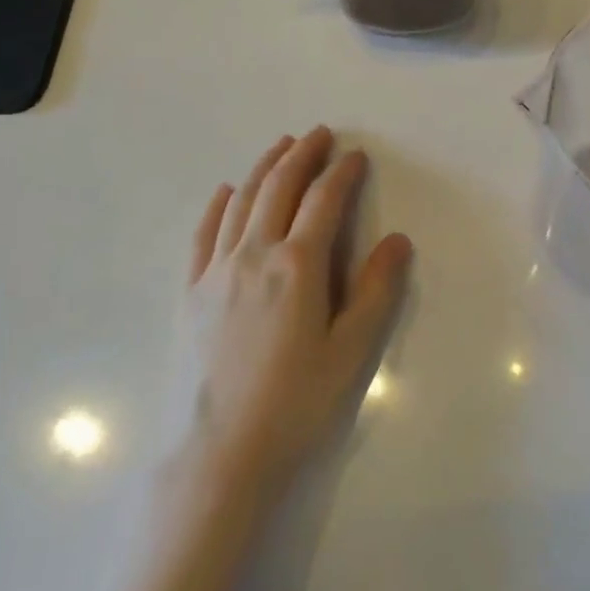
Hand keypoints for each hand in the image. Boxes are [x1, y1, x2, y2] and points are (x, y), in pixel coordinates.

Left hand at [168, 127, 411, 510]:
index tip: (356, 155)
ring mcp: (216, 272)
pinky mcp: (191, 294)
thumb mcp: (351, 351)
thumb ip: (376, 290)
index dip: (342, 173)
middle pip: (279, 188)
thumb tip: (398, 239)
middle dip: (301, 155)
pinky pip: (202, 235)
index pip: (324, 201)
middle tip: (319, 134)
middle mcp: (254, 255)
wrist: (218, 456)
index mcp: (298, 265)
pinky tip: (226, 192)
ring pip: (241, 202)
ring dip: (263, 167)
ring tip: (280, 146)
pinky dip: (217, 205)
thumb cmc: (295, 403)